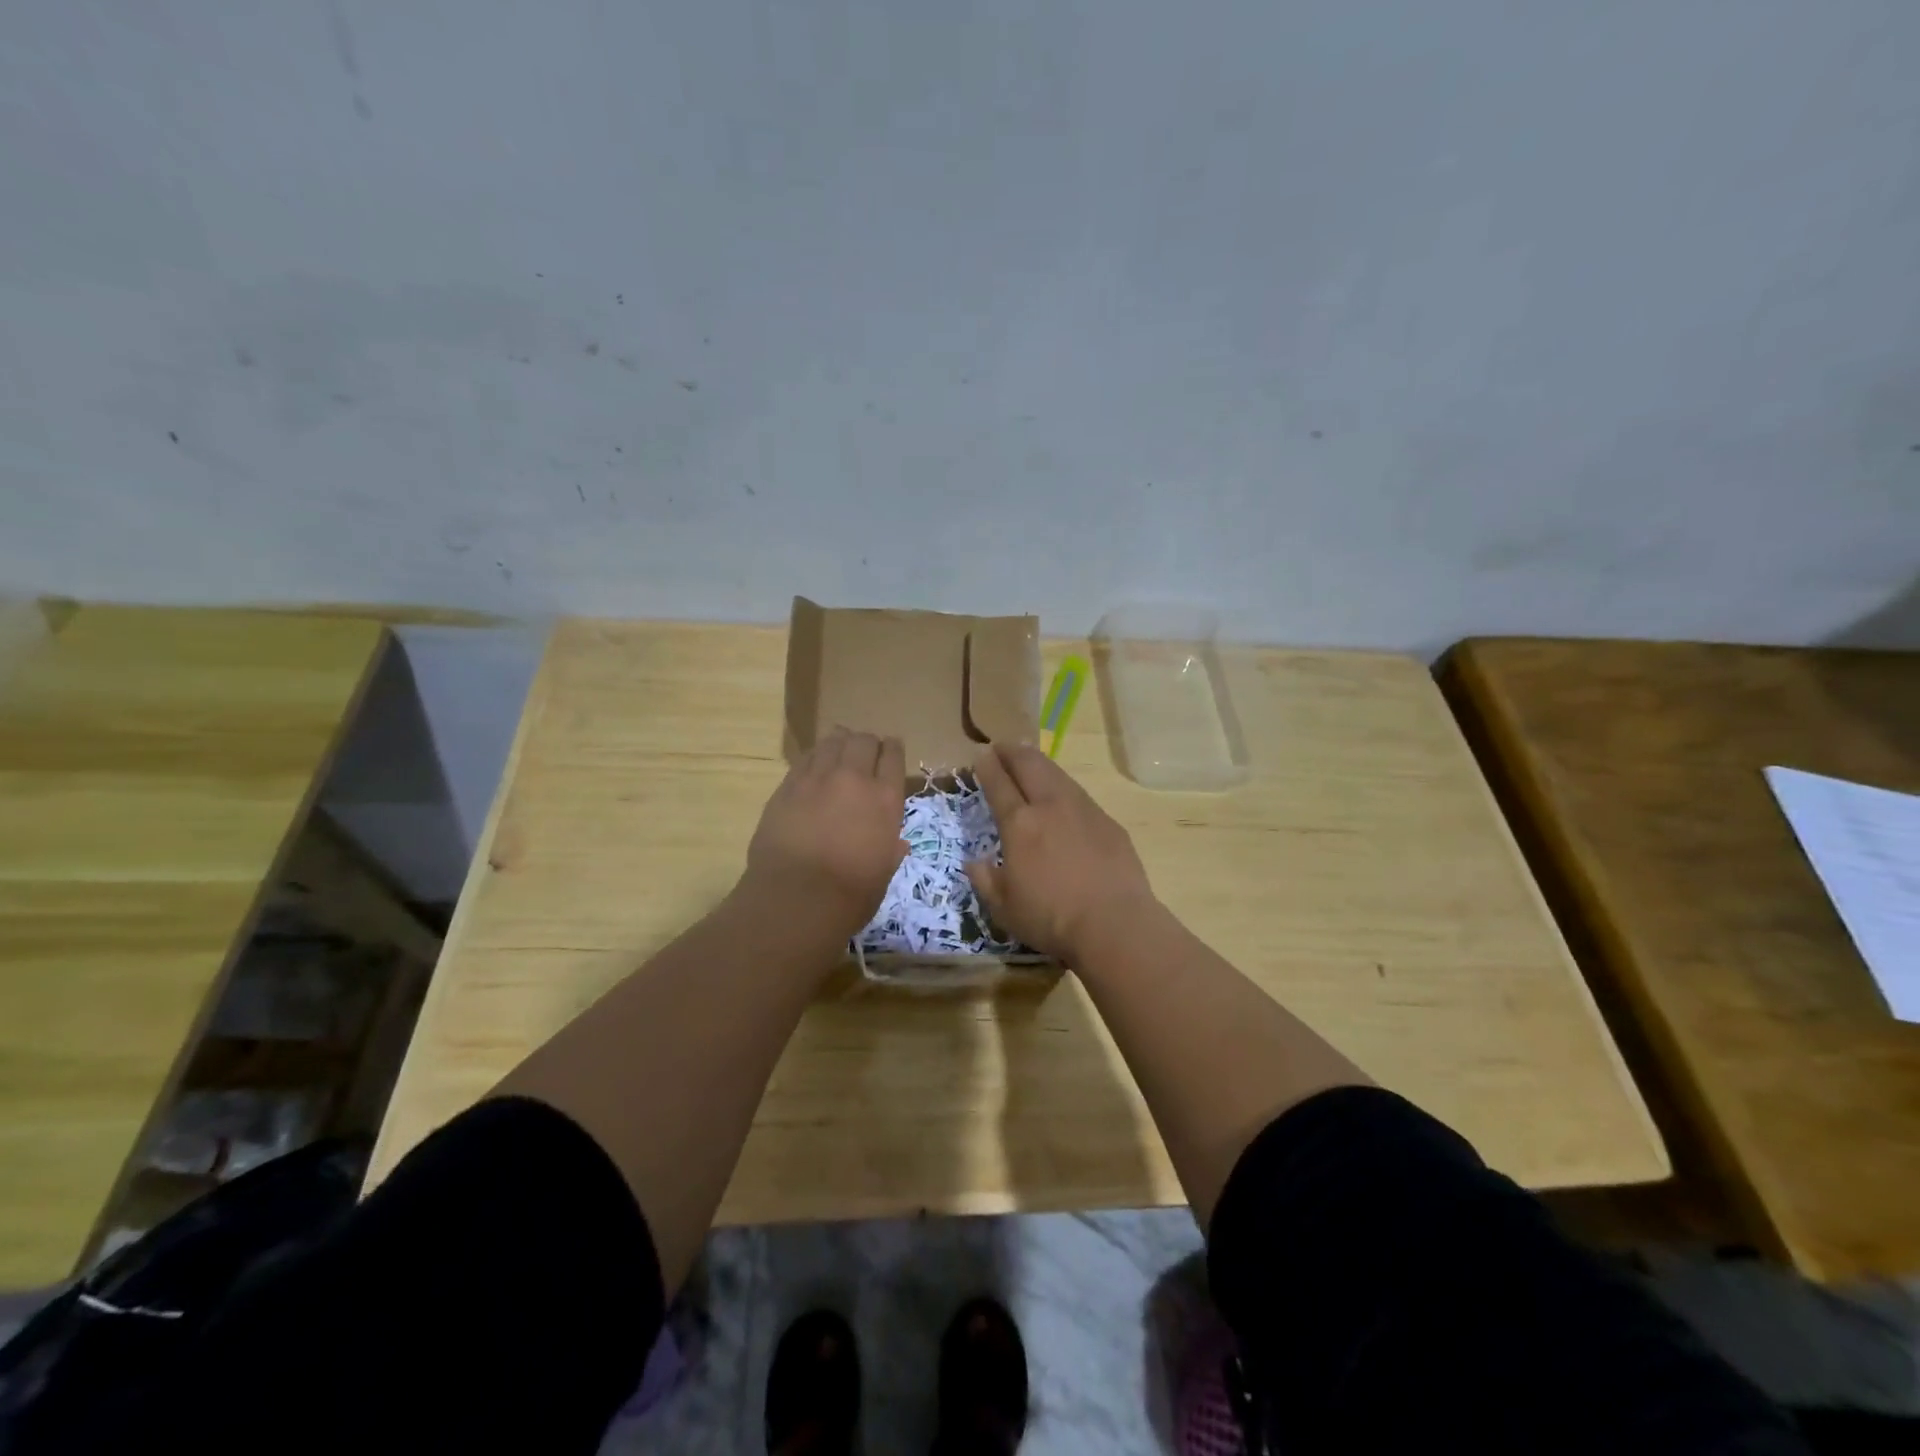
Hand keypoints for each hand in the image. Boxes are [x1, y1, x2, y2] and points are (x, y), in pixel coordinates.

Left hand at [740, 729, 908, 946]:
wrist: (796, 899)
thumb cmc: (850, 895)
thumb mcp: (883, 873)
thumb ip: (890, 850)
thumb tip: (897, 843)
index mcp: (885, 799)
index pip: (893, 756)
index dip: (892, 749)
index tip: (890, 749)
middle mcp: (854, 779)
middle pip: (863, 740)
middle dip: (866, 743)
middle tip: (864, 752)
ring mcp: (817, 779)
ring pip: (832, 741)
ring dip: (839, 742)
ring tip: (839, 750)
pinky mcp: (787, 786)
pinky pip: (805, 758)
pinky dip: (814, 757)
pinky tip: (813, 765)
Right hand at [967, 743, 1155, 962]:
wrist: (1114, 923)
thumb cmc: (1051, 918)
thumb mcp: (1004, 908)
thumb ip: (986, 880)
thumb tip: (974, 862)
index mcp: (1020, 824)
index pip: (999, 785)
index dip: (987, 767)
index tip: (980, 755)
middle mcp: (1050, 807)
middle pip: (1030, 766)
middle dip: (1013, 752)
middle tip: (1002, 745)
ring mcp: (1083, 811)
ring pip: (1058, 774)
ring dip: (1040, 763)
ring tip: (1031, 759)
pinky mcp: (1108, 823)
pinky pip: (1080, 795)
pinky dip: (1064, 786)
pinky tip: (1064, 795)